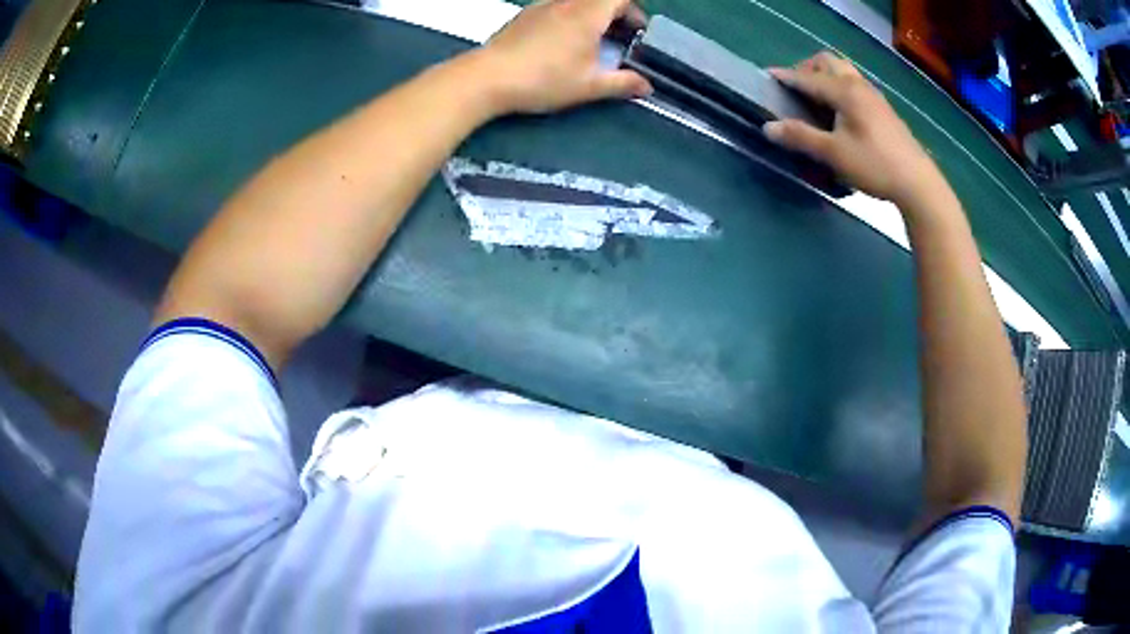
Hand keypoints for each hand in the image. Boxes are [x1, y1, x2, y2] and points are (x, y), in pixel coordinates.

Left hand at [475, 0, 651, 114]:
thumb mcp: (589, 86)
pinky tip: (562, 43)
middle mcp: (566, 3)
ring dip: (591, 15)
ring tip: (591, 42)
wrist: (488, 77)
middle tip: (619, 39)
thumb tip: (646, 87)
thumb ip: (622, 84)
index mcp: (587, 14)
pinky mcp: (525, 15)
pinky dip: (569, 17)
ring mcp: (542, 6)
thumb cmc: (543, 79)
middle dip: (615, 14)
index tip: (637, 32)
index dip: (634, 12)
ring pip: (577, 2)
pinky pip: (556, 7)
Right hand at [764, 52, 944, 205]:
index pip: (807, 77)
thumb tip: (768, 127)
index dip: (785, 77)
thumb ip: (800, 137)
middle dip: (807, 69)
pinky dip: (839, 87)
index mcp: (844, 91)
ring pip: (843, 72)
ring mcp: (874, 96)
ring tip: (816, 100)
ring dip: (825, 77)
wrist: (918, 183)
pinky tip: (839, 112)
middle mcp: (858, 85)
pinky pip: (855, 85)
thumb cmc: (874, 165)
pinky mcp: (883, 109)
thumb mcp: (833, 154)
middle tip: (796, 90)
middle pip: (827, 62)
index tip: (767, 77)